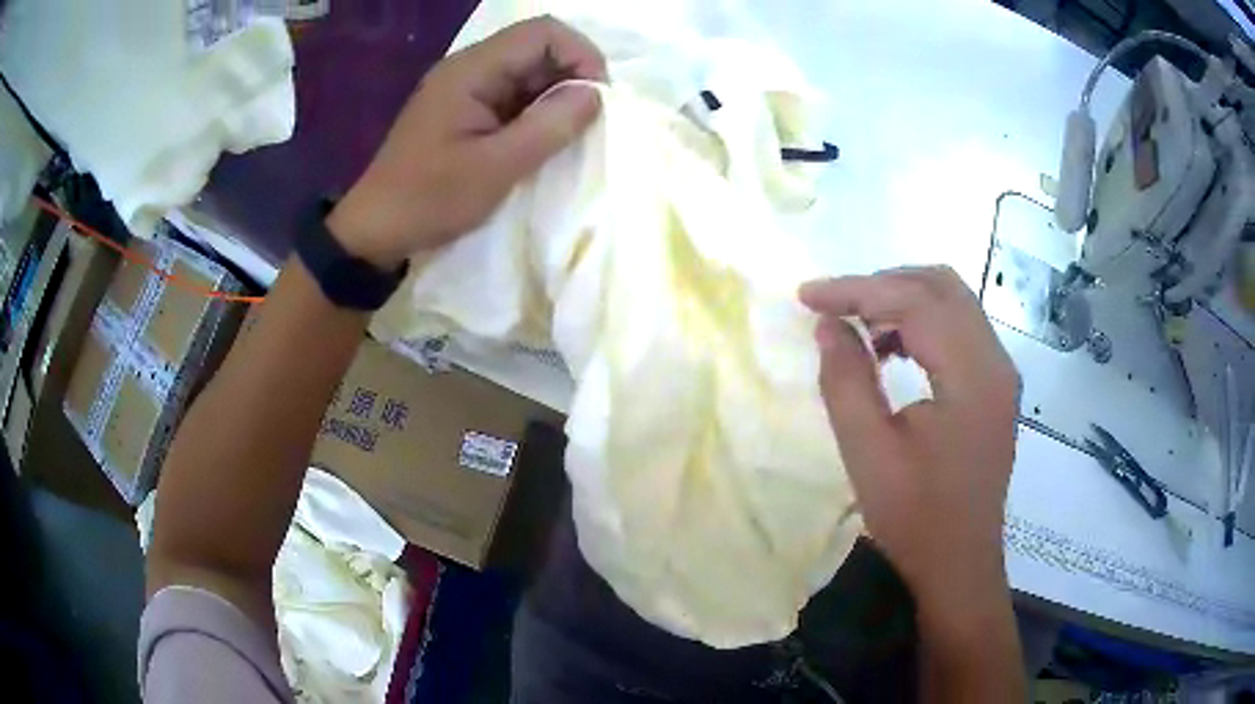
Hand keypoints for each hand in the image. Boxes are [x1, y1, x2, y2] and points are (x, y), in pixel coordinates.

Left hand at [327, 16, 606, 268]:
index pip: (542, 32)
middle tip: (586, 123)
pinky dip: (536, 112)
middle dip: (572, 77)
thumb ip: (549, 126)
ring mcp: (466, 88)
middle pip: (537, 48)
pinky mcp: (465, 110)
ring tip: (567, 136)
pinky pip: (513, 95)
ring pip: (528, 72)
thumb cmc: (430, 199)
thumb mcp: (496, 168)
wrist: (376, 230)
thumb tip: (595, 94)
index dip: (581, 54)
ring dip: (556, 97)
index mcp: (471, 70)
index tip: (598, 98)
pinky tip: (542, 141)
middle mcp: (469, 68)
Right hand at [799, 267, 1019, 613]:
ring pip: (953, 302)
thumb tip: (828, 325)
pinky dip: (922, 324)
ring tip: (859, 327)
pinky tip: (892, 350)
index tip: (808, 296)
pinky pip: (960, 329)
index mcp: (972, 375)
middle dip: (882, 284)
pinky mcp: (996, 386)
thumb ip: (846, 380)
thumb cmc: (915, 517)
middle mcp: (996, 361)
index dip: (857, 290)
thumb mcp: (868, 452)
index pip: (916, 302)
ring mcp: (1001, 372)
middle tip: (835, 305)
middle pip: (942, 286)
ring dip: (903, 300)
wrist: (959, 564)